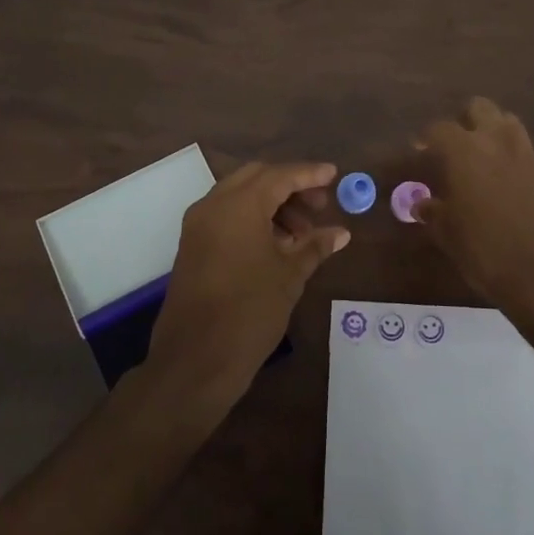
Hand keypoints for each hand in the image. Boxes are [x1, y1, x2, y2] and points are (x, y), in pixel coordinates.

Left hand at [147, 160, 350, 409]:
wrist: (195, 360)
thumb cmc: (249, 312)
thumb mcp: (290, 276)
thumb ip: (314, 246)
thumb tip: (340, 232)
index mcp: (238, 206)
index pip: (280, 176)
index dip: (309, 174)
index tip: (334, 175)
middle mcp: (213, 205)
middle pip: (257, 178)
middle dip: (290, 186)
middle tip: (319, 206)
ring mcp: (198, 225)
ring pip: (240, 196)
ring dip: (272, 204)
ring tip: (302, 233)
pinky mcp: (192, 245)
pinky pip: (226, 216)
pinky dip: (253, 219)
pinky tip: (277, 244)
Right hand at [416, 98, 533, 323]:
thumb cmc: (486, 252)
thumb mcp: (450, 236)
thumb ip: (434, 214)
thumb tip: (422, 205)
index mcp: (464, 151)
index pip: (438, 129)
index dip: (425, 139)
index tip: (418, 152)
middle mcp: (495, 142)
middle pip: (478, 108)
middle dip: (463, 121)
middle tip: (451, 148)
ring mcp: (525, 155)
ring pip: (506, 122)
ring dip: (491, 131)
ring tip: (478, 158)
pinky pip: (523, 149)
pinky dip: (509, 155)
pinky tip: (500, 181)